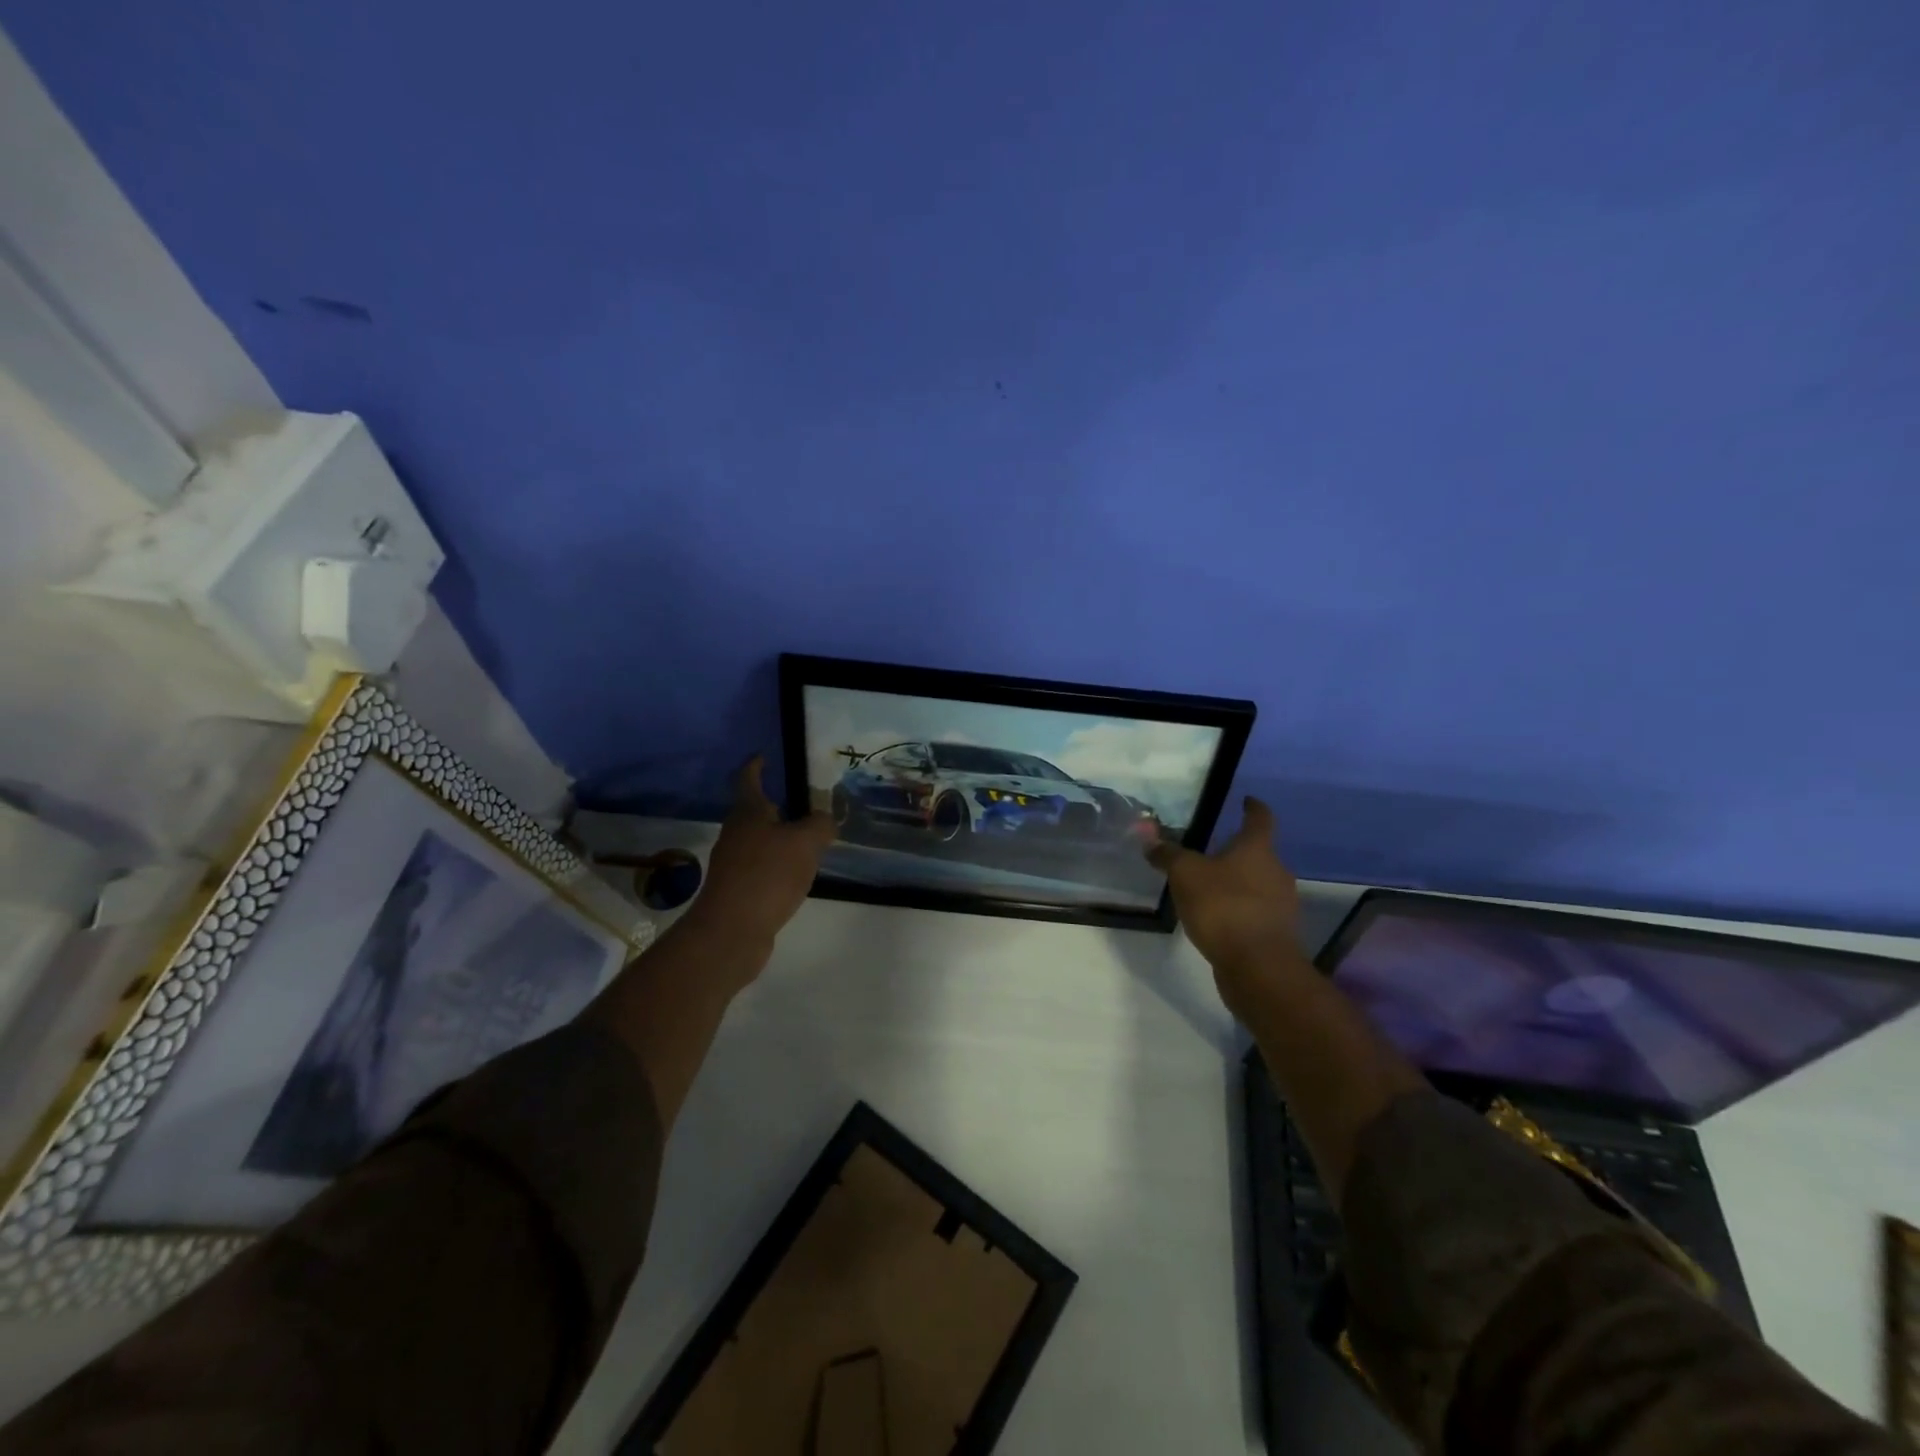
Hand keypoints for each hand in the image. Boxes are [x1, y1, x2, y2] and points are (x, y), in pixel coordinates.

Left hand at [681, 756, 834, 954]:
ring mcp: (734, 863)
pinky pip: (763, 866)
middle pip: (754, 811)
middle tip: (805, 802)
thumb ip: (820, 825)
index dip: (756, 766)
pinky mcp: (739, 889)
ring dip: (780, 837)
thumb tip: (825, 820)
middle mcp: (736, 833)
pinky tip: (798, 873)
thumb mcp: (805, 843)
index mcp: (747, 813)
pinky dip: (779, 863)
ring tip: (809, 839)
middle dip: (776, 805)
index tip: (764, 756)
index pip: (748, 779)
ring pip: (760, 840)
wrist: (732, 931)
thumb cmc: (767, 875)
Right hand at [1147, 798, 1303, 1010]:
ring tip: (1209, 886)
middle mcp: (1276, 871)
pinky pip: (1256, 911)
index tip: (1246, 800)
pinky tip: (1218, 918)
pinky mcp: (1277, 933)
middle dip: (1237, 851)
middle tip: (1211, 850)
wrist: (1259, 967)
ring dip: (1238, 882)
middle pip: (1259, 853)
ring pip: (1258, 883)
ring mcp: (1281, 904)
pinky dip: (1239, 909)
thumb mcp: (1185, 874)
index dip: (1253, 807)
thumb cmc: (1224, 907)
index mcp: (1258, 849)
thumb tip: (1149, 837)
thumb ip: (1168, 854)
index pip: (1260, 818)